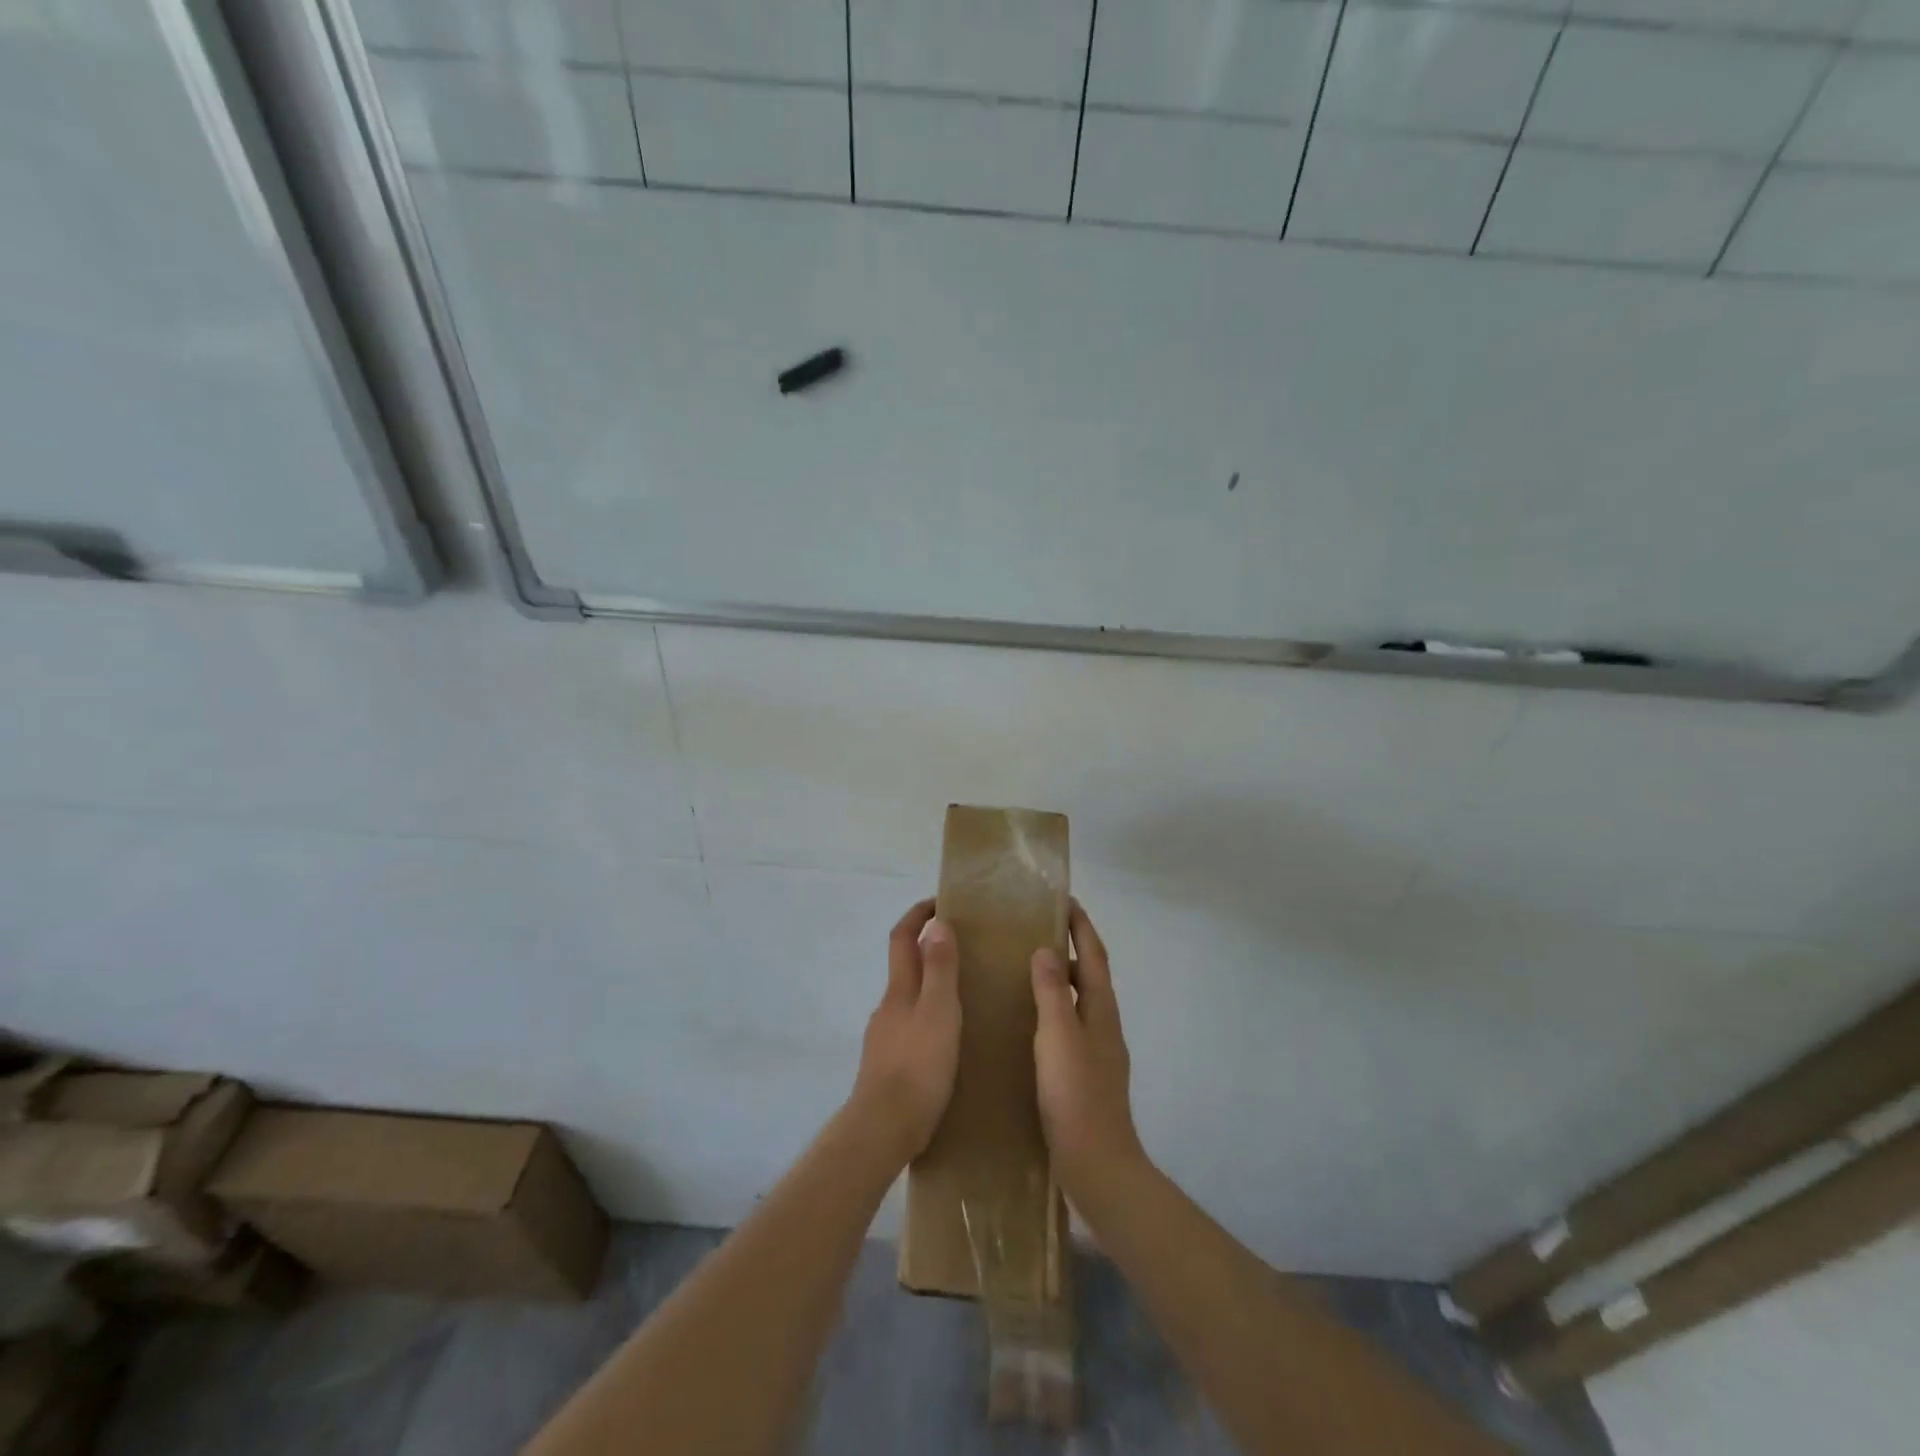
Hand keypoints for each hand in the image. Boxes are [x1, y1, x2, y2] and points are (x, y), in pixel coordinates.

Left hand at [849, 899, 961, 1163]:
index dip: (917, 915)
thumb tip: (937, 924)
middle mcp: (888, 1007)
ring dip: (931, 988)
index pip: (902, 938)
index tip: (939, 901)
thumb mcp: (939, 1012)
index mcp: (900, 990)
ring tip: (965, 995)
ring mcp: (885, 1038)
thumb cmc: (918, 1066)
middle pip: (905, 967)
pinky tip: (949, 1039)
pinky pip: (911, 1028)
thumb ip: (940, 969)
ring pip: (909, 1000)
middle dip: (928, 950)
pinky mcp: (889, 1066)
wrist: (883, 1129)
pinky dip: (929, 1019)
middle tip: (965, 949)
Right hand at [1032, 902, 1143, 1191]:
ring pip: (1079, 1003)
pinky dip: (1053, 1011)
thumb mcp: (1059, 1037)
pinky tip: (1027, 1024)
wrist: (1096, 1165)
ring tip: (1025, 971)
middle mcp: (1103, 1026)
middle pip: (1091, 977)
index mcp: (1101, 1012)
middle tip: (1035, 932)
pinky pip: (1068, 1027)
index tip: (1066, 901)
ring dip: (1061, 981)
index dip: (1082, 927)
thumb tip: (1046, 950)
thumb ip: (1053, 993)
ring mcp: (1096, 1053)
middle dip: (1071, 949)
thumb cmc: (1076, 1095)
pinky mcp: (1083, 1076)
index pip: (1095, 956)